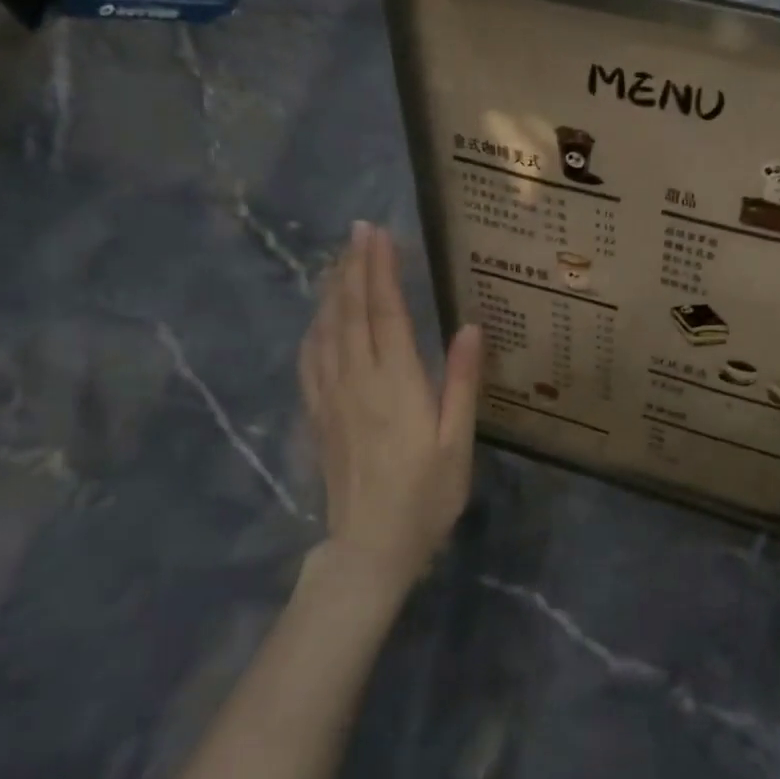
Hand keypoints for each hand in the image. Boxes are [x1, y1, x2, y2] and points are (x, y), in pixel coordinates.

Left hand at [300, 222, 481, 593]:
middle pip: (350, 312)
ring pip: (325, 331)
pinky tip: (317, 319)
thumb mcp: (457, 443)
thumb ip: (462, 383)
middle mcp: (357, 381)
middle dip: (353, 267)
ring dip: (331, 291)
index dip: (380, 270)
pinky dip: (313, 329)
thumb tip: (469, 327)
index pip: (384, 312)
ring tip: (338, 260)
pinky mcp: (318, 416)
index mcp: (396, 384)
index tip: (378, 233)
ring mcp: (331, 398)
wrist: (370, 548)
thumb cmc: (426, 497)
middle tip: (357, 230)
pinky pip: (309, 360)